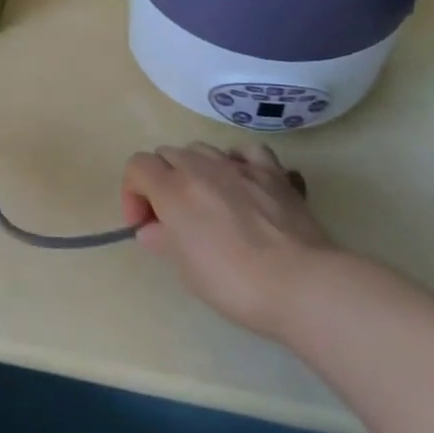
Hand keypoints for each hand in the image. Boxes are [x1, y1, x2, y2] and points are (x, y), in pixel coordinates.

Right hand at [121, 142, 331, 337]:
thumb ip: (162, 240)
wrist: (300, 284)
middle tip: (171, 215)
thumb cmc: (233, 282)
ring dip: (194, 168)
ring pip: (202, 148)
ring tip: (206, 199)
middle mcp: (201, 167)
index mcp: (173, 189)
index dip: (133, 192)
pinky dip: (236, 160)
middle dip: (161, 179)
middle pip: (167, 154)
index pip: (137, 166)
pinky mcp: (272, 173)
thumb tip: (152, 230)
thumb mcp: (185, 269)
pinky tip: (241, 181)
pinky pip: (246, 151)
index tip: (143, 224)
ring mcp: (239, 166)